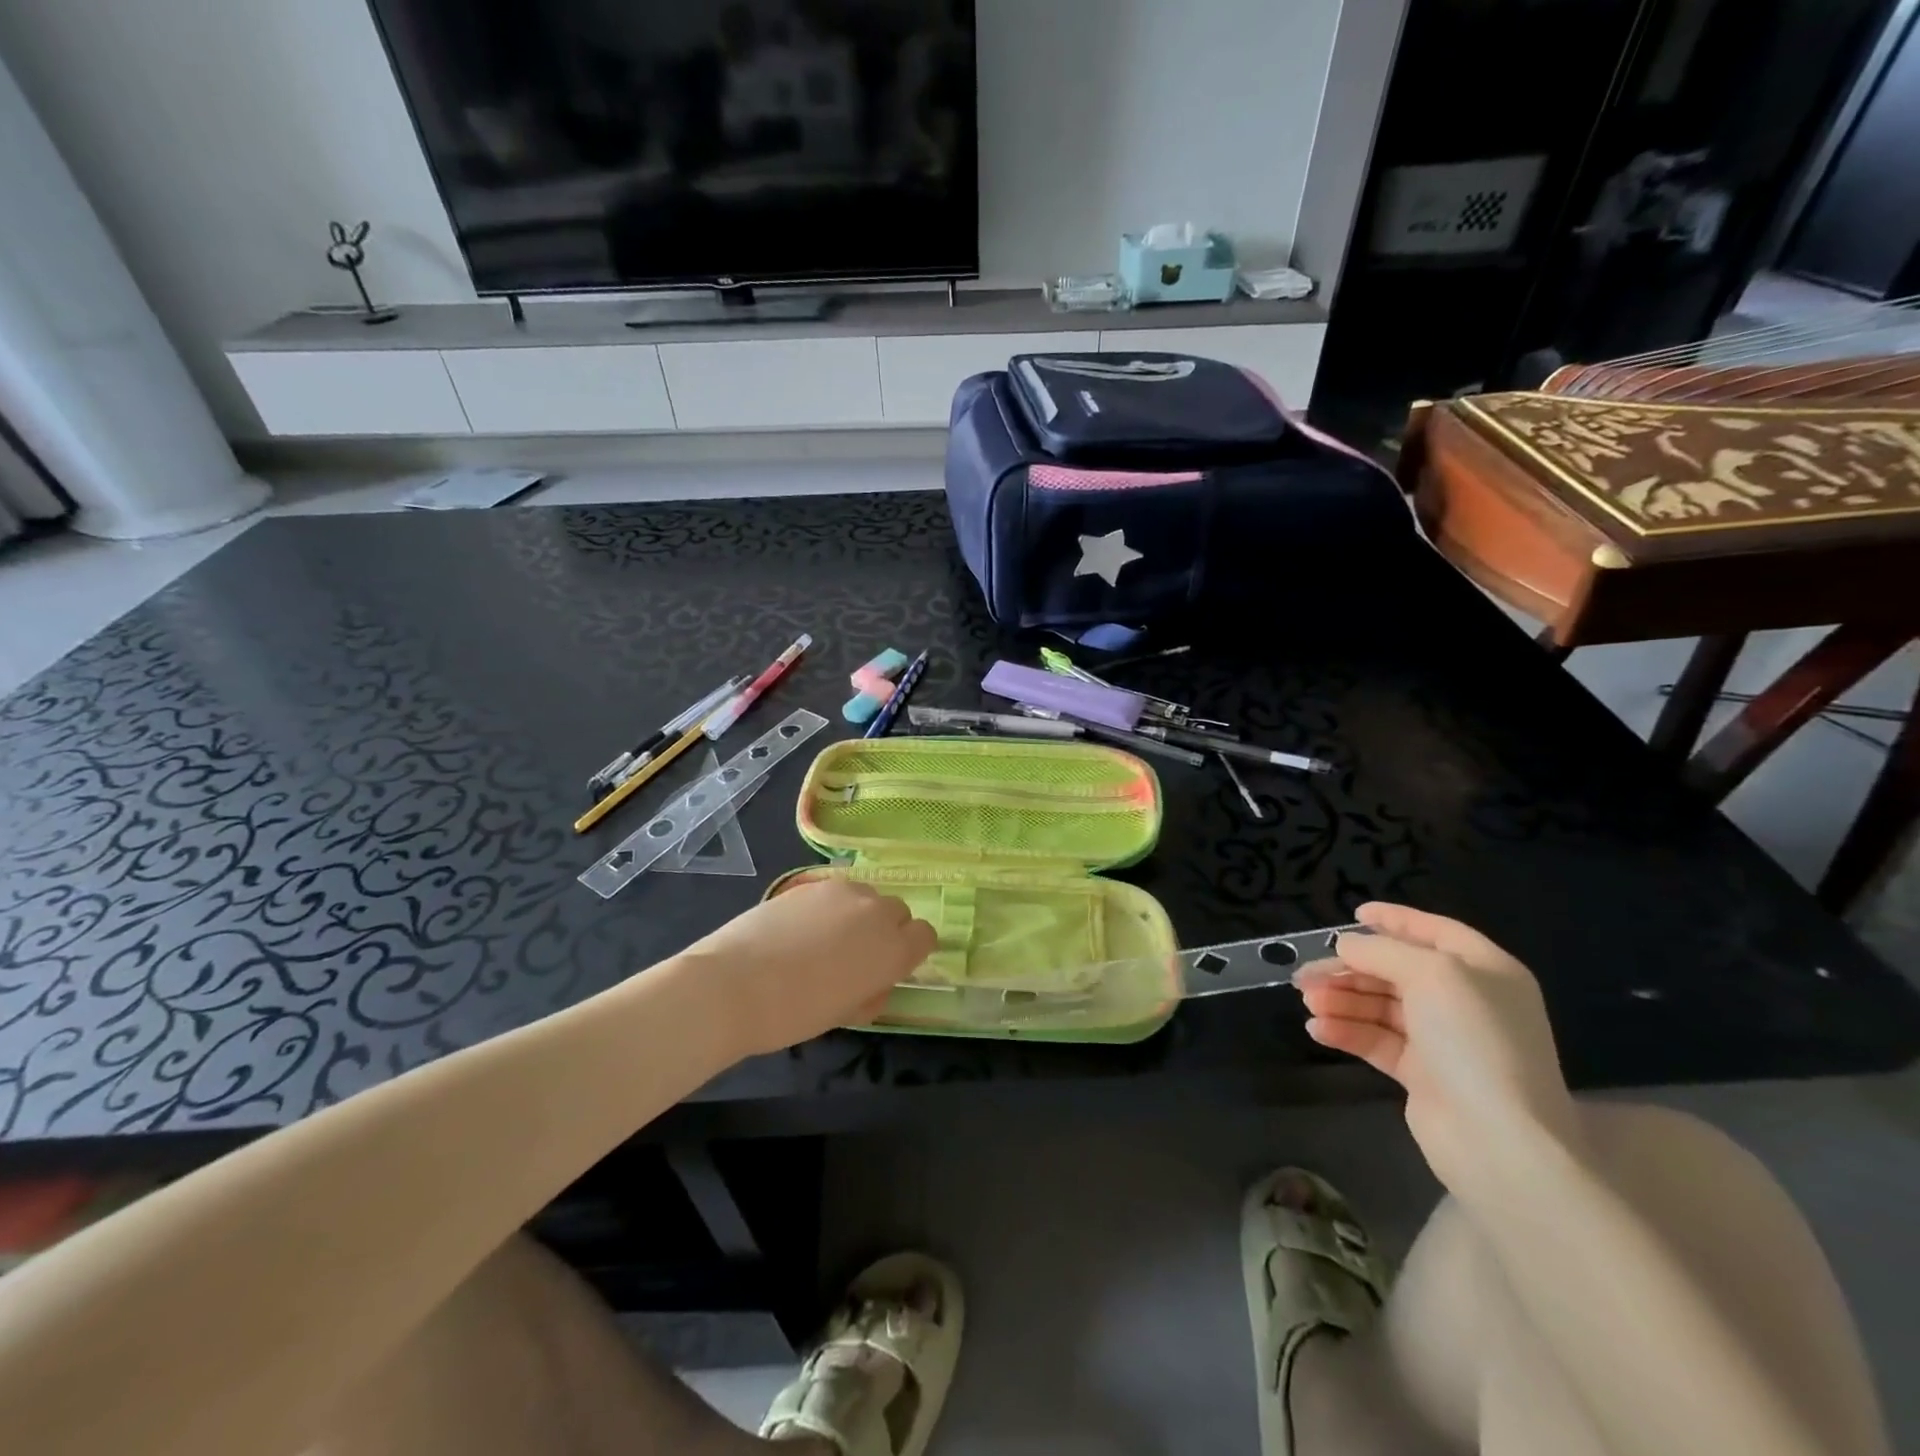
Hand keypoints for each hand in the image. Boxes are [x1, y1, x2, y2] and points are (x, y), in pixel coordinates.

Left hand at [670, 880, 934, 1057]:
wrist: (734, 985)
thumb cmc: (794, 1014)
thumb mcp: (846, 1014)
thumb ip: (872, 990)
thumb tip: (873, 980)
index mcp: (893, 949)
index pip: (925, 936)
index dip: (909, 951)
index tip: (887, 968)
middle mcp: (875, 911)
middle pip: (897, 911)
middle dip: (884, 930)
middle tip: (854, 957)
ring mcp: (841, 892)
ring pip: (865, 897)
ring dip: (856, 915)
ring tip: (823, 941)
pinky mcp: (810, 884)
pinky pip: (833, 893)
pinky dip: (827, 909)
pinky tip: (797, 931)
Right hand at [1294, 902, 1580, 1193]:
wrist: (1498, 1141)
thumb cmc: (1473, 1041)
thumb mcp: (1431, 974)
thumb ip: (1382, 951)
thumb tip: (1346, 945)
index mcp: (1484, 971)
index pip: (1435, 932)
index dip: (1396, 920)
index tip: (1354, 914)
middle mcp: (1466, 1001)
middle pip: (1397, 971)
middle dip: (1351, 969)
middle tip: (1307, 973)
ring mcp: (1444, 1040)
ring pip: (1381, 1006)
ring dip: (1342, 1000)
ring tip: (1309, 1002)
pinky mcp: (1423, 1075)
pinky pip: (1377, 1040)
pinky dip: (1347, 1031)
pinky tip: (1318, 1029)